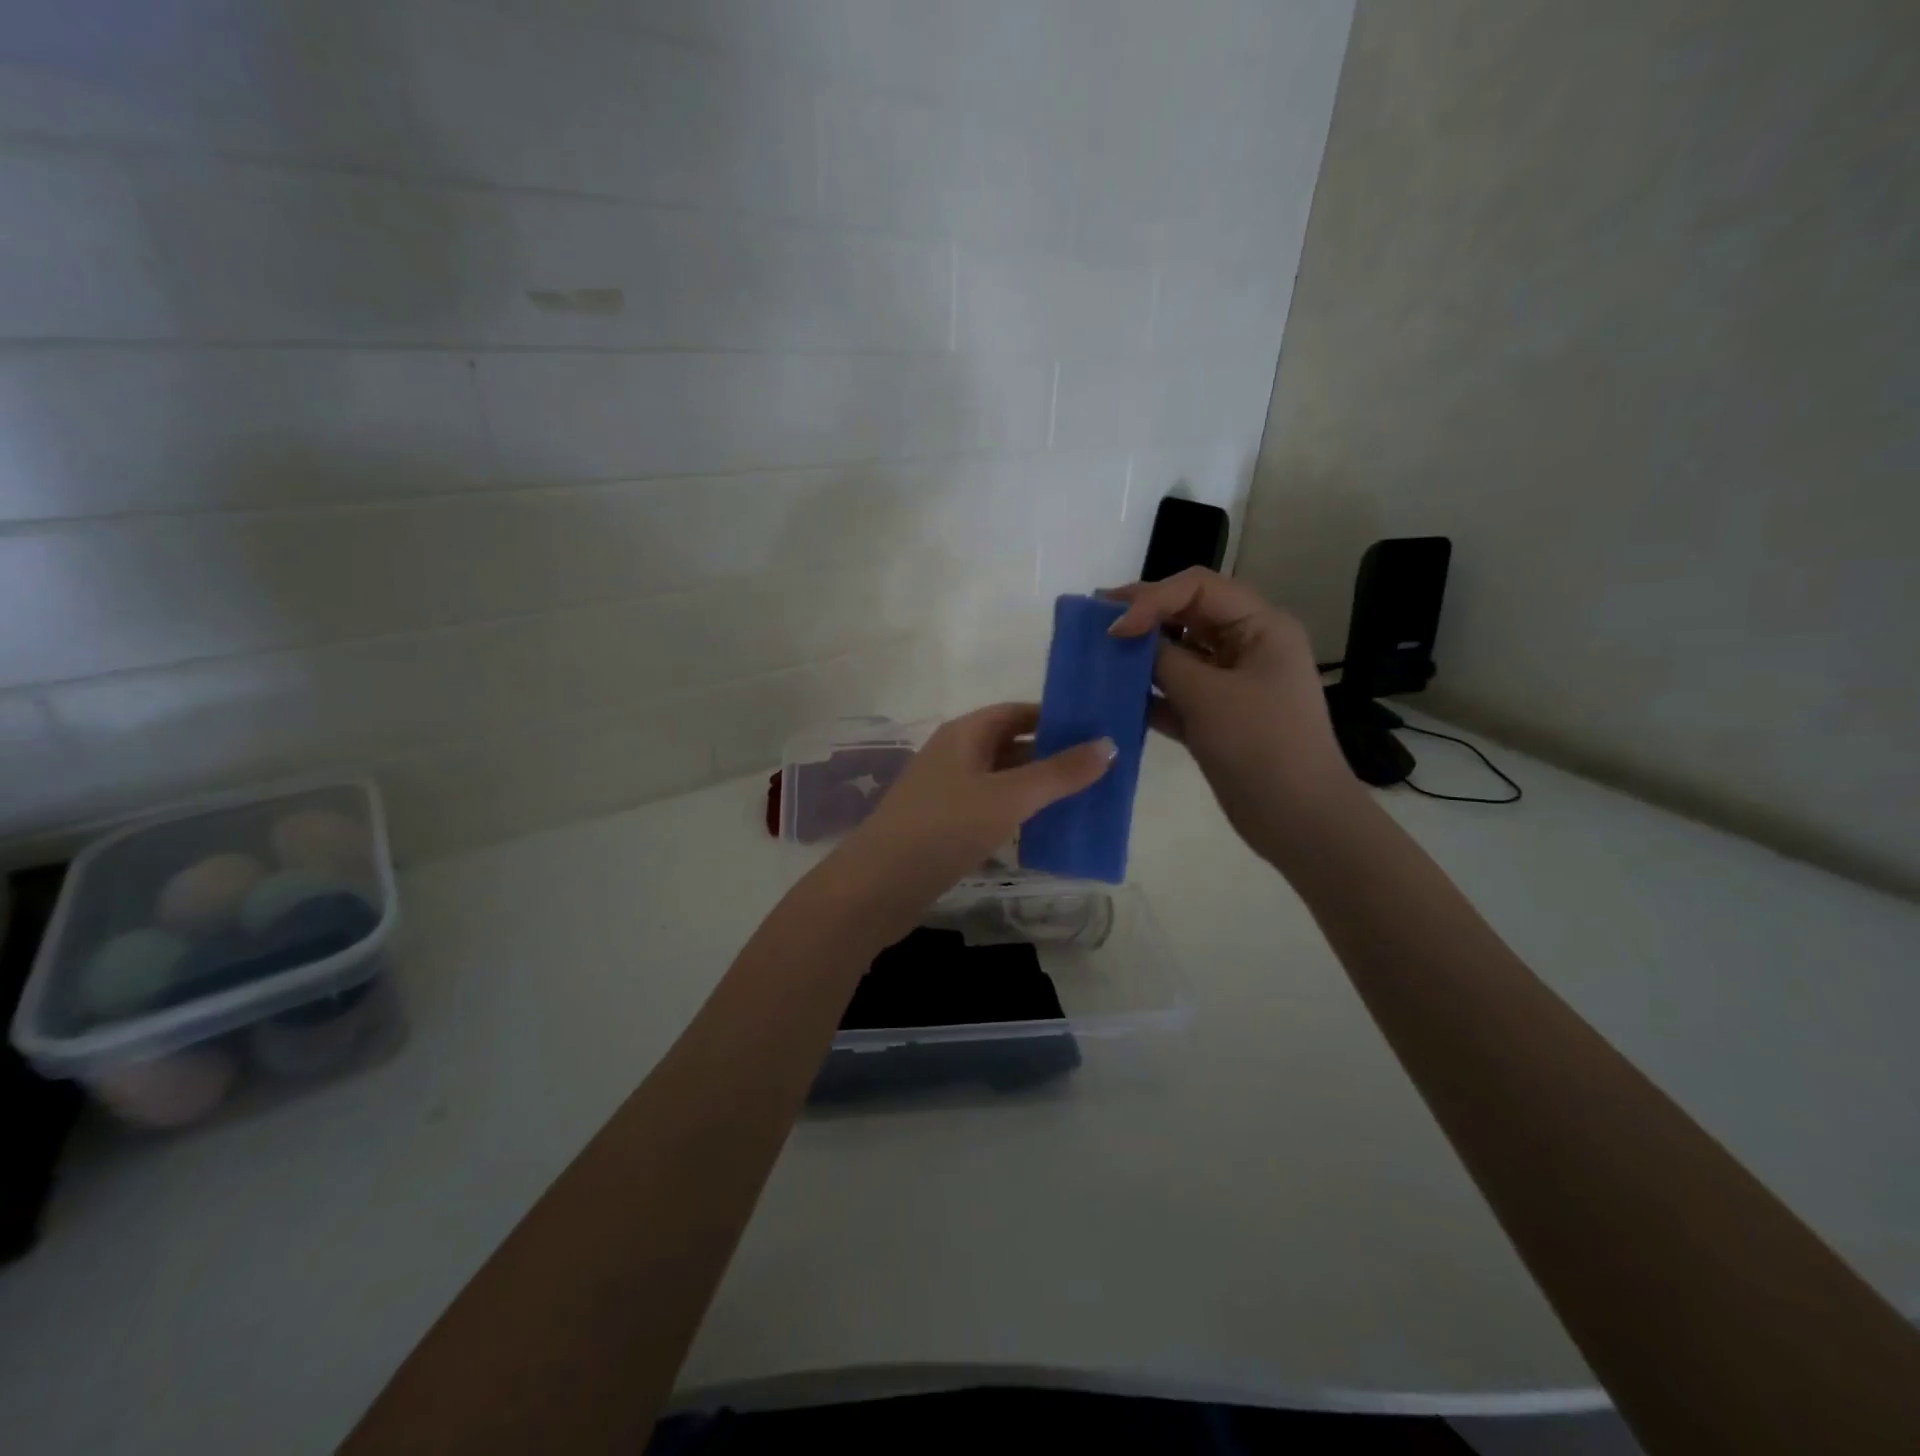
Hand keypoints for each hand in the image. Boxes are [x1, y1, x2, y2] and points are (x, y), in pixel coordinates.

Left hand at [838, 702, 1114, 908]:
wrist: (878, 886)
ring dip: (1038, 789)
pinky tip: (1045, 833)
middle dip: (1053, 756)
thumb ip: (1059, 773)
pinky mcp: (944, 827)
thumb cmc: (944, 828)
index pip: (1017, 712)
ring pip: (1002, 782)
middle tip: (1101, 771)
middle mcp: (954, 756)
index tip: (1097, 730)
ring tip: (1085, 801)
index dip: (1056, 718)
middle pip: (1011, 746)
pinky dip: (1018, 816)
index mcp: (964, 734)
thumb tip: (1109, 744)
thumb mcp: (1009, 797)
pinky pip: (991, 811)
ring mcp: (947, 793)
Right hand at [1106, 568, 1357, 854]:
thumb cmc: (1260, 746)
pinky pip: (1177, 693)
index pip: (1198, 588)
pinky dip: (1149, 693)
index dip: (1152, 599)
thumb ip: (1164, 661)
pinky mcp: (1217, 717)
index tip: (1114, 629)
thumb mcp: (1208, 695)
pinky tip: (1116, 697)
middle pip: (1188, 615)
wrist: (1297, 819)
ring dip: (1142, 656)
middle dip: (1143, 618)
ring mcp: (1232, 684)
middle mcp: (1248, 646)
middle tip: (1094, 623)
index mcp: (1261, 626)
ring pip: (1179, 655)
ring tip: (1099, 657)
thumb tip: (1128, 640)